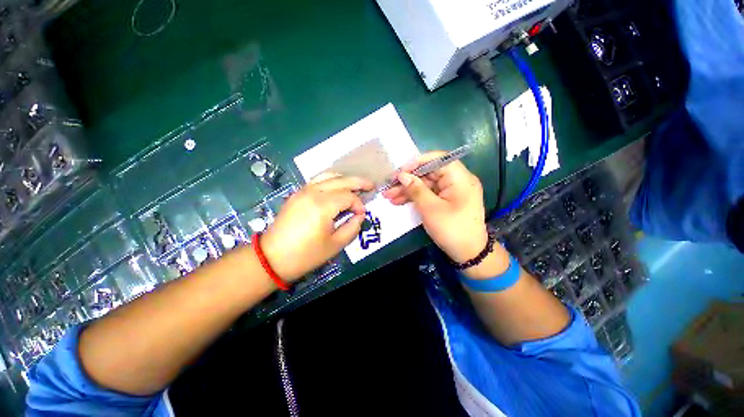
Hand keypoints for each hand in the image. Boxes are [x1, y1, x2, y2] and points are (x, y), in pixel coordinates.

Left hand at [260, 175, 372, 281]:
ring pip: (328, 176)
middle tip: (371, 185)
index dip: (359, 205)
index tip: (362, 215)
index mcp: (322, 206)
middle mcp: (312, 193)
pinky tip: (338, 187)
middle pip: (340, 180)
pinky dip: (331, 180)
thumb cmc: (305, 255)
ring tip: (356, 183)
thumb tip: (359, 216)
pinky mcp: (297, 194)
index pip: (348, 197)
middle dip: (358, 182)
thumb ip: (352, 228)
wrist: (272, 258)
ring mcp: (302, 191)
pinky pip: (317, 180)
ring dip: (344, 178)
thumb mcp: (335, 245)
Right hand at [382, 151, 487, 262]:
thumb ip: (416, 189)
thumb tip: (402, 175)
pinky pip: (428, 194)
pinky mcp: (445, 201)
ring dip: (407, 190)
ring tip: (389, 196)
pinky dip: (415, 197)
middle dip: (407, 180)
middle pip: (428, 173)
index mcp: (460, 178)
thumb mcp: (430, 208)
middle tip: (389, 186)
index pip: (437, 159)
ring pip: (426, 185)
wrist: (468, 254)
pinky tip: (398, 201)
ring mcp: (450, 191)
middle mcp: (456, 181)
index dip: (417, 162)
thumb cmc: (451, 229)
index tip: (400, 171)